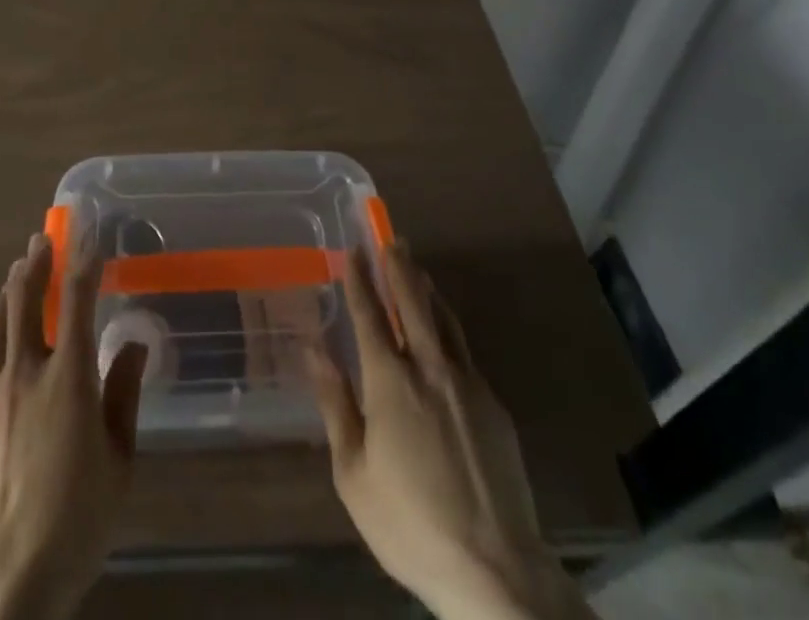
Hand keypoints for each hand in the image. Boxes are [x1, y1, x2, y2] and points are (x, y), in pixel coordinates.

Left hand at [0, 233, 148, 619]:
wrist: (2, 588)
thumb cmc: (75, 525)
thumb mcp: (119, 464)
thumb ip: (124, 396)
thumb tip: (132, 343)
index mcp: (67, 380)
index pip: (75, 301)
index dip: (83, 261)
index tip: (87, 234)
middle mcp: (23, 374)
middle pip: (24, 300)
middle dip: (35, 263)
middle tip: (41, 241)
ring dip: (8, 292)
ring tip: (18, 273)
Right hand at [307, 242, 593, 619]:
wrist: (495, 570)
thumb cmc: (410, 524)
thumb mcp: (353, 473)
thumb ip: (334, 403)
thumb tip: (313, 348)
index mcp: (390, 382)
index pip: (370, 315)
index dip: (360, 279)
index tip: (353, 248)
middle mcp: (430, 369)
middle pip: (413, 302)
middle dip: (398, 266)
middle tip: (391, 237)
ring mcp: (468, 384)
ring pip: (444, 320)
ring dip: (427, 290)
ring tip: (416, 269)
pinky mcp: (495, 406)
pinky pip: (464, 352)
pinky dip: (448, 329)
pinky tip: (444, 334)